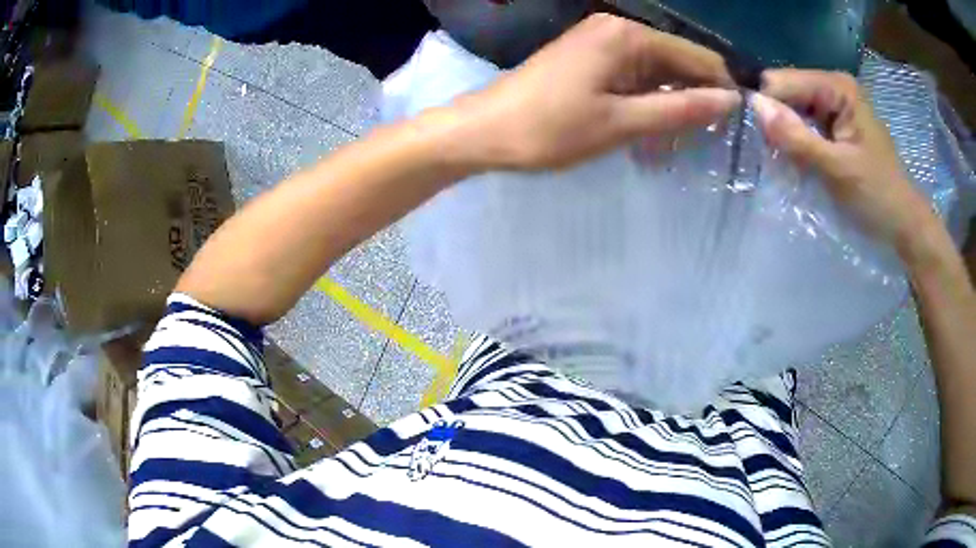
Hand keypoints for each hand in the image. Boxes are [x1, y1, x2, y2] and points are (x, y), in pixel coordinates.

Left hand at [454, 13, 739, 170]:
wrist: (484, 130)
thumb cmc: (550, 129)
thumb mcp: (622, 122)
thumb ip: (680, 108)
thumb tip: (730, 100)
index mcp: (629, 36)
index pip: (697, 57)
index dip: (720, 89)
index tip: (734, 126)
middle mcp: (618, 28)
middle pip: (678, 61)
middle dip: (694, 98)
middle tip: (701, 142)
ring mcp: (601, 39)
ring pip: (657, 69)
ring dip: (671, 102)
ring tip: (677, 142)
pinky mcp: (589, 55)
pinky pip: (634, 74)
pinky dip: (647, 99)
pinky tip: (651, 126)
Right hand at [753, 69, 936, 253]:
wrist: (904, 225)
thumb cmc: (878, 197)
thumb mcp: (837, 169)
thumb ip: (797, 137)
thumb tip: (754, 106)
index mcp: (837, 87)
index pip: (781, 81)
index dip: (767, 107)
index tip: (761, 141)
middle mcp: (833, 87)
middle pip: (786, 93)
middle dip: (777, 123)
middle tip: (780, 159)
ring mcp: (834, 106)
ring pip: (792, 111)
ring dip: (787, 137)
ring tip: (791, 164)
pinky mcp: (835, 126)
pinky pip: (804, 126)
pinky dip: (798, 145)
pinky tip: (801, 164)